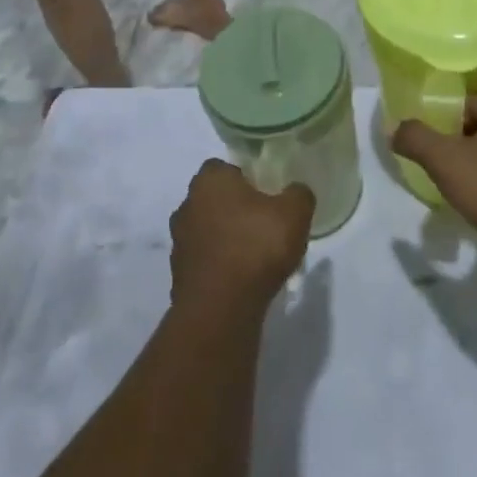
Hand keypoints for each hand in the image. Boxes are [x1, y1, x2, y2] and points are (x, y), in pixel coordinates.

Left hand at [169, 160, 313, 314]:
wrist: (220, 309)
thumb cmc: (255, 247)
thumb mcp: (294, 213)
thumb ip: (298, 194)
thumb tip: (296, 192)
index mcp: (209, 180)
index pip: (225, 167)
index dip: (247, 178)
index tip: (267, 194)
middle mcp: (187, 204)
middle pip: (215, 199)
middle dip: (235, 208)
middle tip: (264, 223)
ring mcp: (179, 241)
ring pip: (208, 230)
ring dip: (226, 238)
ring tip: (255, 256)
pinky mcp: (178, 275)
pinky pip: (205, 261)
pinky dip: (220, 266)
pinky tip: (242, 279)